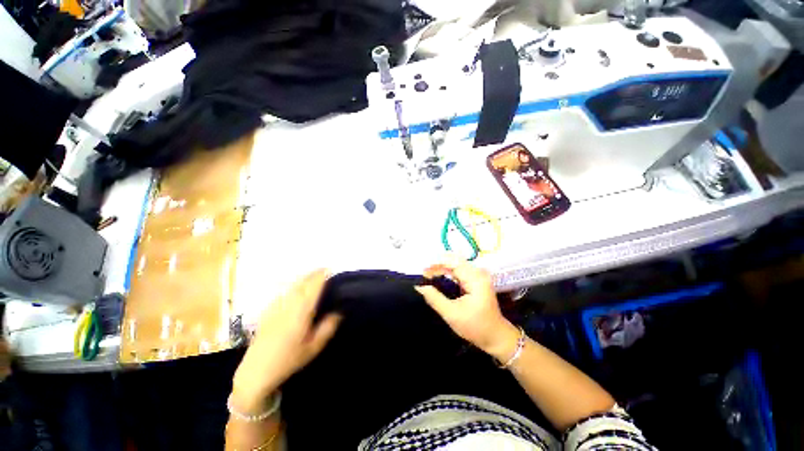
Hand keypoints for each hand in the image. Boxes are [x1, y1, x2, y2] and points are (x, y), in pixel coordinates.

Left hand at [232, 269, 340, 412]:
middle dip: (313, 273)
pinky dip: (292, 285)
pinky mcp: (268, 311)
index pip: (313, 287)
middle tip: (324, 269)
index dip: (321, 276)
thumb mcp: (313, 348)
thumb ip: (328, 328)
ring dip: (303, 277)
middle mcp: (289, 304)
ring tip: (312, 275)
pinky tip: (295, 288)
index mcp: (301, 311)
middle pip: (302, 282)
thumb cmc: (288, 360)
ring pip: (292, 285)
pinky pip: (283, 292)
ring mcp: (276, 306)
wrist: (255, 372)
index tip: (330, 269)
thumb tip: (338, 312)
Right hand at [415, 256, 519, 360]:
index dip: (436, 263)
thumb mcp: (452, 314)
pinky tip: (438, 276)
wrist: (496, 337)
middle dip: (437, 265)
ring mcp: (478, 276)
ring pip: (456, 265)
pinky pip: (459, 271)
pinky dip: (447, 272)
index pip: (453, 262)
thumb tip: (419, 287)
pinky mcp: (475, 281)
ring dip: (441, 268)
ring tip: (427, 274)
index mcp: (475, 279)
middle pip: (454, 261)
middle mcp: (478, 273)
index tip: (423, 270)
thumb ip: (434, 298)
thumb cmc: (475, 326)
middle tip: (423, 273)